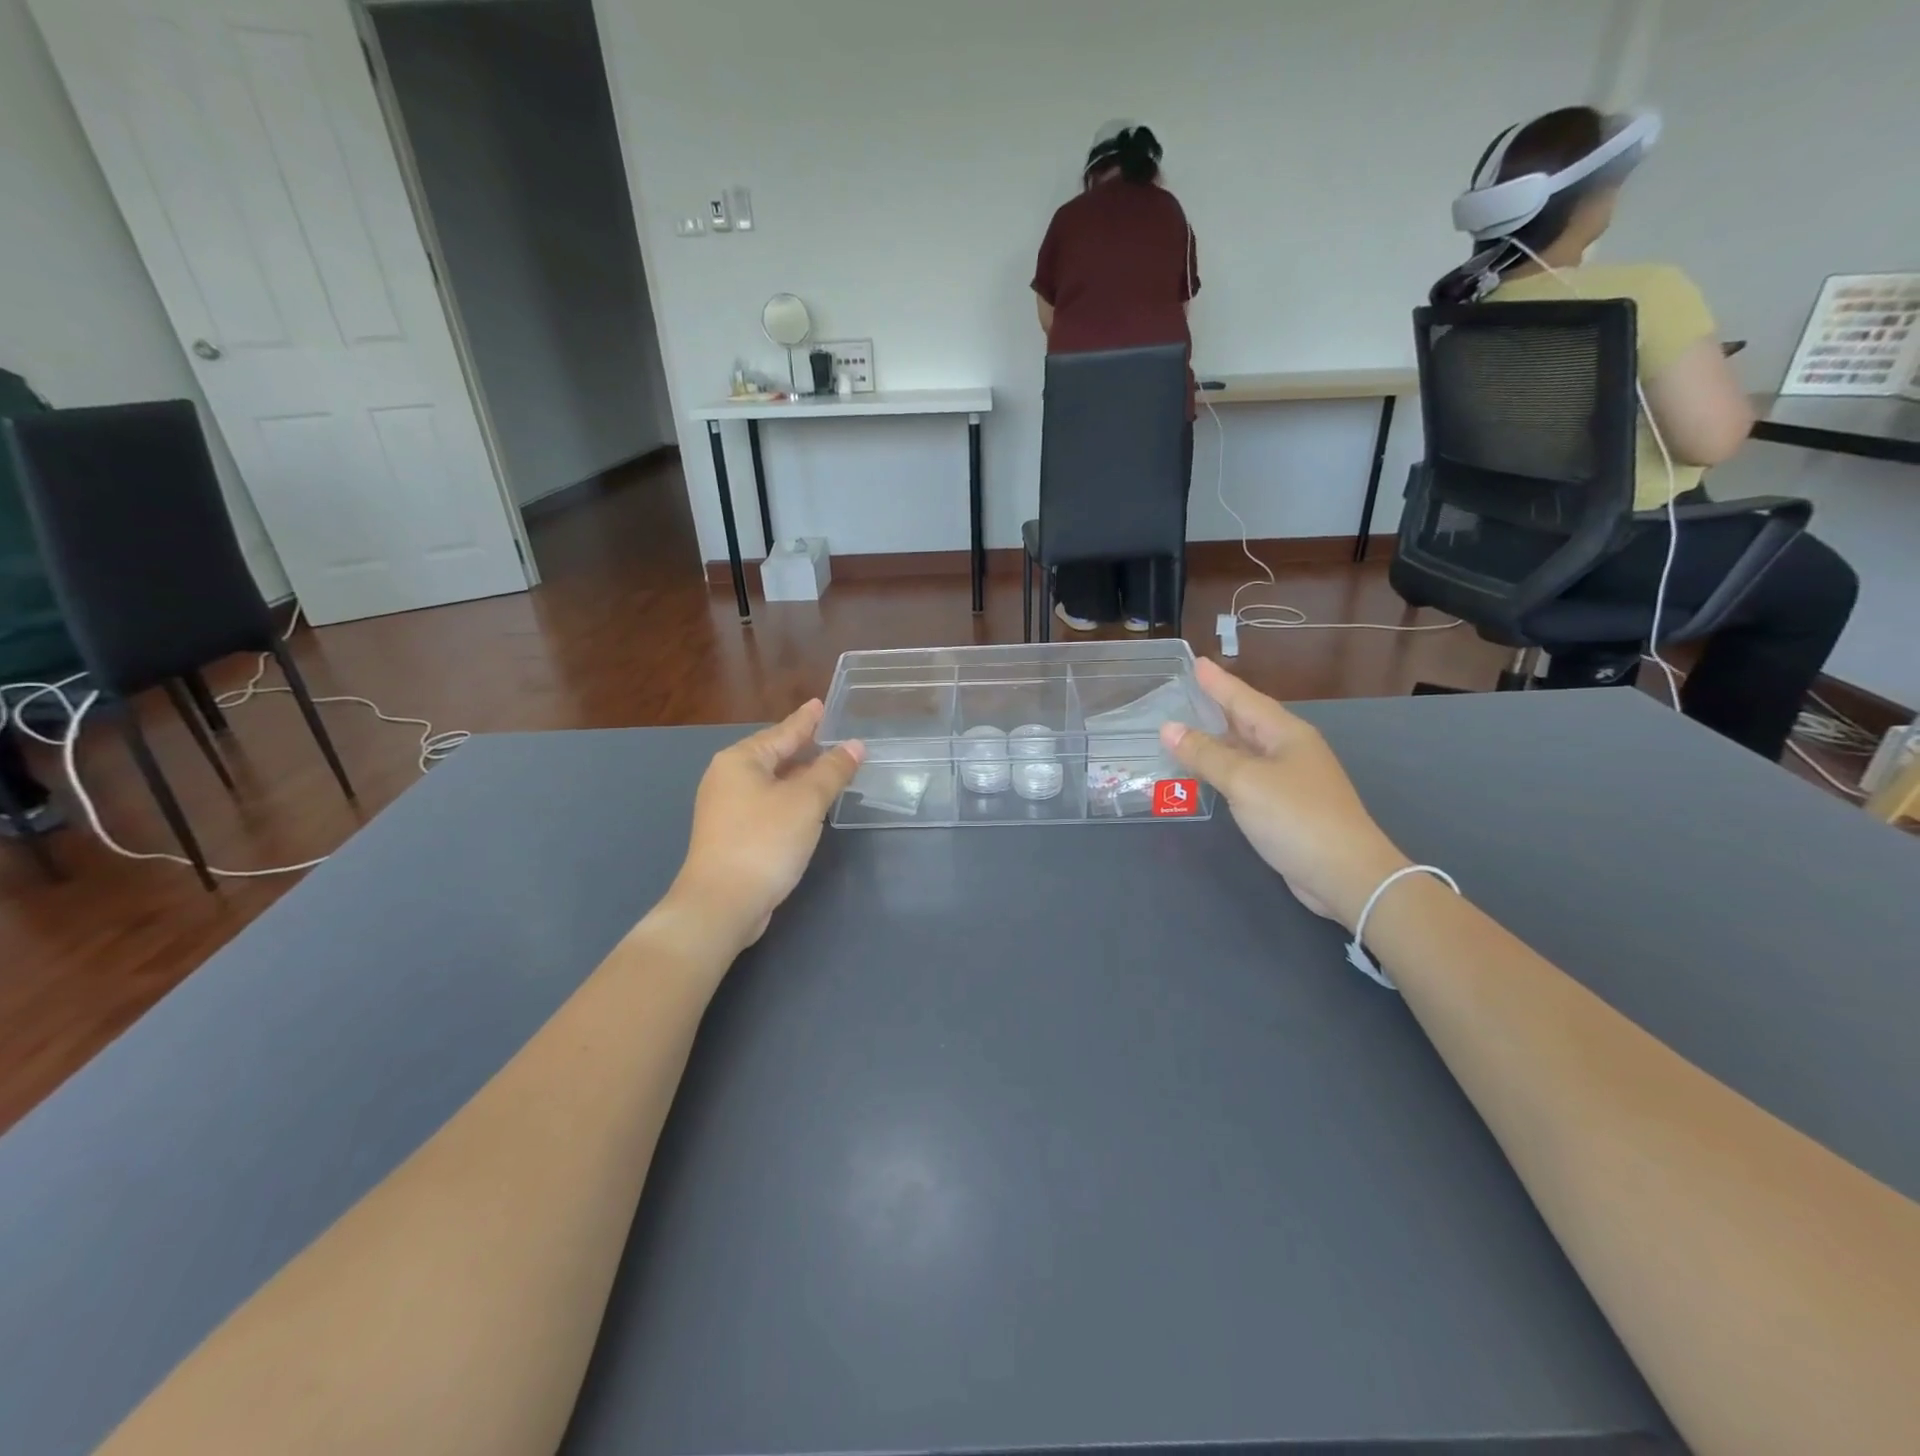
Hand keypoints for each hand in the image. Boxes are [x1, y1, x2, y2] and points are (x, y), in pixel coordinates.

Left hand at [668, 701, 862, 951]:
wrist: (722, 904)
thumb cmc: (764, 842)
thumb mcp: (806, 801)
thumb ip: (832, 771)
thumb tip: (855, 746)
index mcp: (741, 760)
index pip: (783, 732)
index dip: (806, 720)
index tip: (821, 704)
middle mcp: (728, 778)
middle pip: (774, 754)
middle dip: (804, 747)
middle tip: (833, 736)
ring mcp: (727, 808)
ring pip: (772, 781)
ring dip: (800, 775)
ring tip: (828, 767)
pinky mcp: (732, 834)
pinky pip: (768, 803)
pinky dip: (790, 798)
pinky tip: (808, 805)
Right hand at [1161, 660, 1407, 927]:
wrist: (1346, 874)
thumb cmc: (1296, 817)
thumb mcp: (1245, 781)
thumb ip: (1205, 754)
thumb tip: (1168, 728)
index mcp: (1286, 734)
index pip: (1244, 698)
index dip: (1218, 682)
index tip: (1196, 662)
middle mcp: (1289, 750)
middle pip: (1246, 721)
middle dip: (1217, 707)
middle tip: (1186, 692)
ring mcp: (1290, 780)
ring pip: (1245, 750)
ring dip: (1216, 740)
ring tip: (1187, 729)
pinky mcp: (1285, 807)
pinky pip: (1246, 776)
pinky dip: (1223, 769)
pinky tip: (1207, 773)